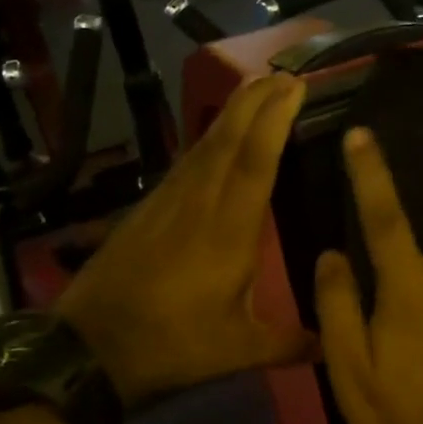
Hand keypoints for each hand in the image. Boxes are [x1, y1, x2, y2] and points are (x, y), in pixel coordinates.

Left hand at [57, 73, 312, 406]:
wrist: (90, 349)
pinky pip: (185, 162)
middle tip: (282, 74)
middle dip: (256, 101)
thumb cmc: (172, 345)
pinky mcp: (147, 209)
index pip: (255, 161)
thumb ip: (288, 343)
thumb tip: (331, 344)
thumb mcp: (237, 350)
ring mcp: (168, 203)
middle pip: (228, 138)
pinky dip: (207, 140)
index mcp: (228, 231)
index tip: (294, 86)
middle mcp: (199, 204)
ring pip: (203, 145)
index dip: (275, 119)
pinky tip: (214, 139)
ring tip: (255, 90)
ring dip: (231, 113)